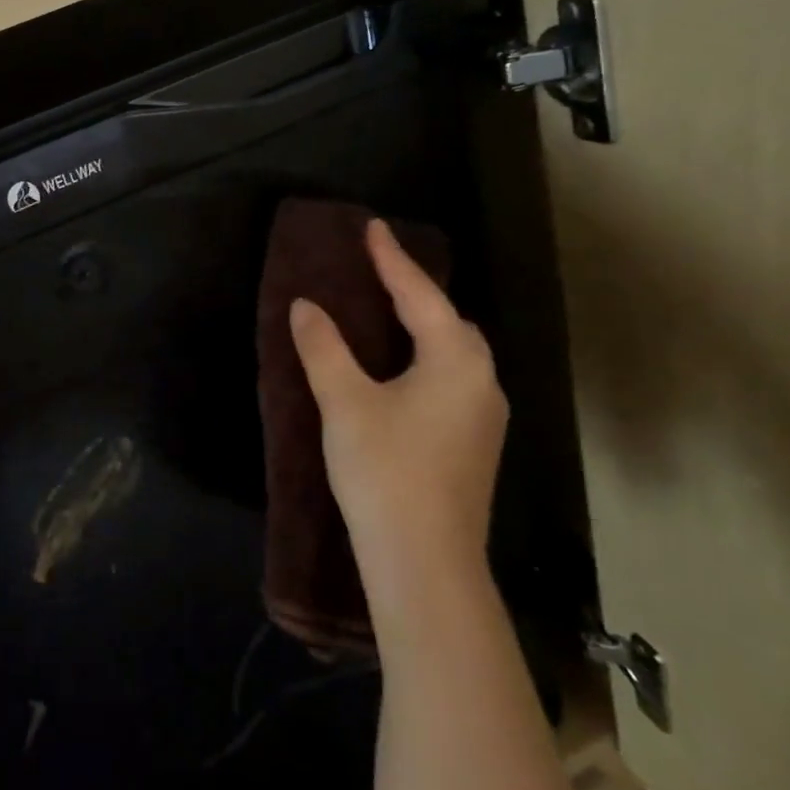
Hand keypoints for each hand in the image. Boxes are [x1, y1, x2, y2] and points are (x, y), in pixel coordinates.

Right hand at [288, 218, 507, 623]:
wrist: (425, 562)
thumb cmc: (386, 471)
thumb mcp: (345, 403)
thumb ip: (324, 349)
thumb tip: (305, 306)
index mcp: (455, 362)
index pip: (420, 296)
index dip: (391, 260)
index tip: (372, 227)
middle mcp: (482, 383)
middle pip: (450, 322)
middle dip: (416, 293)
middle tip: (378, 273)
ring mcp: (484, 418)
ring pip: (455, 354)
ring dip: (424, 328)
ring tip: (388, 315)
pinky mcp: (473, 446)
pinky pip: (452, 380)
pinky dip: (426, 359)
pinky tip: (401, 373)